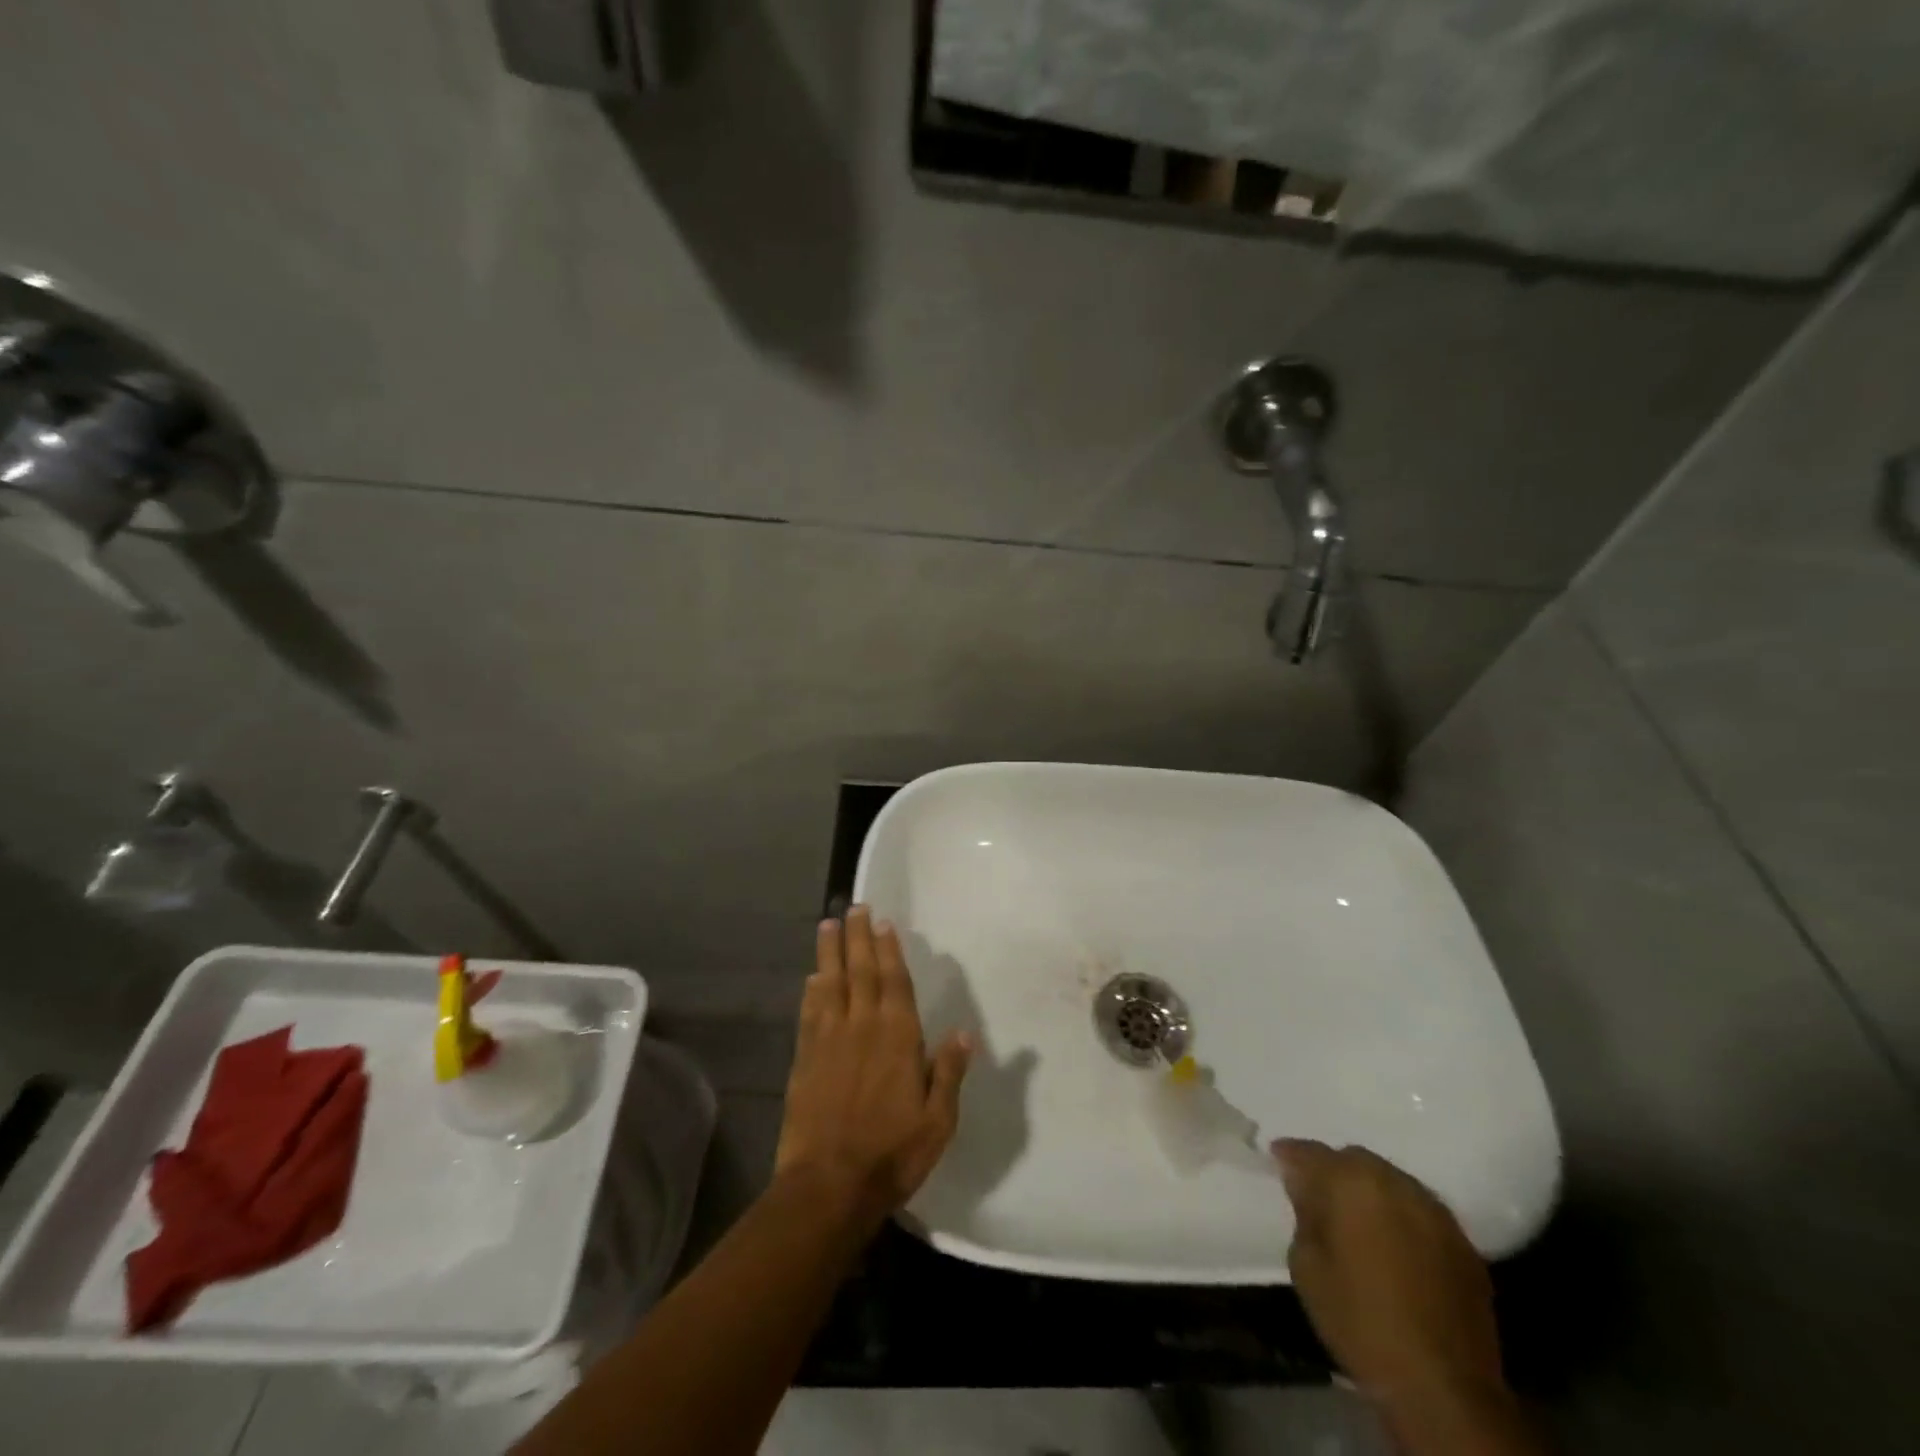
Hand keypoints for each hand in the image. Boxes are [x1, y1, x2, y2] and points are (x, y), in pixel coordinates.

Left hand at [775, 907, 971, 1226]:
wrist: (829, 1185)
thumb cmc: (892, 1153)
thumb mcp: (937, 1120)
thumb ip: (948, 1072)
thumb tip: (964, 1033)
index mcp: (897, 1036)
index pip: (894, 981)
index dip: (888, 950)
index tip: (882, 922)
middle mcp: (862, 1026)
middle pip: (860, 971)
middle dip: (857, 937)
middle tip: (853, 907)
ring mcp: (829, 1040)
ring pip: (830, 983)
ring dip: (830, 952)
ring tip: (828, 924)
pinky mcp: (804, 1058)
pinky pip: (809, 1013)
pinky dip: (811, 991)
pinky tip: (812, 977)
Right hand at [1274, 1140, 1514, 1429]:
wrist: (1442, 1387)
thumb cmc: (1359, 1321)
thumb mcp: (1306, 1267)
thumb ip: (1305, 1214)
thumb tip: (1307, 1190)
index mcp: (1350, 1181)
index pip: (1309, 1152)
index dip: (1289, 1156)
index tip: (1277, 1162)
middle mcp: (1394, 1182)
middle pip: (1355, 1160)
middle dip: (1334, 1172)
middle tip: (1320, 1198)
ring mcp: (1435, 1211)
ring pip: (1392, 1182)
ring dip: (1372, 1193)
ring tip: (1360, 1222)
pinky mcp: (1464, 1244)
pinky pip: (1421, 1213)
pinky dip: (1403, 1220)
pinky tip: (1397, 1248)